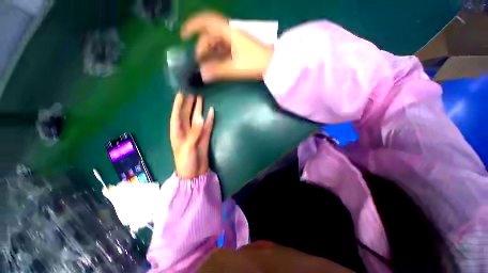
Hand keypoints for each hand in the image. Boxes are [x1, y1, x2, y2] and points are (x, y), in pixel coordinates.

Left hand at [170, 92, 213, 178]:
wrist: (194, 173)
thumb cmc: (185, 161)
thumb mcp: (187, 147)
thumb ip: (194, 132)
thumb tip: (200, 118)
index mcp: (177, 133)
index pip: (176, 115)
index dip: (178, 105)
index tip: (181, 93)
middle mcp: (186, 131)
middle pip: (187, 115)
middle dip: (189, 105)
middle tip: (193, 93)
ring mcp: (196, 134)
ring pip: (197, 119)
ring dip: (199, 110)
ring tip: (201, 99)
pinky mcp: (204, 137)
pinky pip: (207, 126)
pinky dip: (209, 119)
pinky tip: (211, 111)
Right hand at [181, 11, 273, 81]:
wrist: (273, 64)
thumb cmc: (254, 63)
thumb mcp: (234, 67)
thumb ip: (217, 71)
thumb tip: (202, 74)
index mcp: (228, 32)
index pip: (206, 21)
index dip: (193, 26)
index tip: (183, 36)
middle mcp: (231, 33)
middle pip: (210, 35)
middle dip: (202, 46)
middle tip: (198, 61)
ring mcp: (236, 40)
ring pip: (217, 42)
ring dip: (210, 52)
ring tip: (206, 65)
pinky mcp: (240, 47)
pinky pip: (225, 48)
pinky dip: (218, 55)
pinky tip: (216, 64)